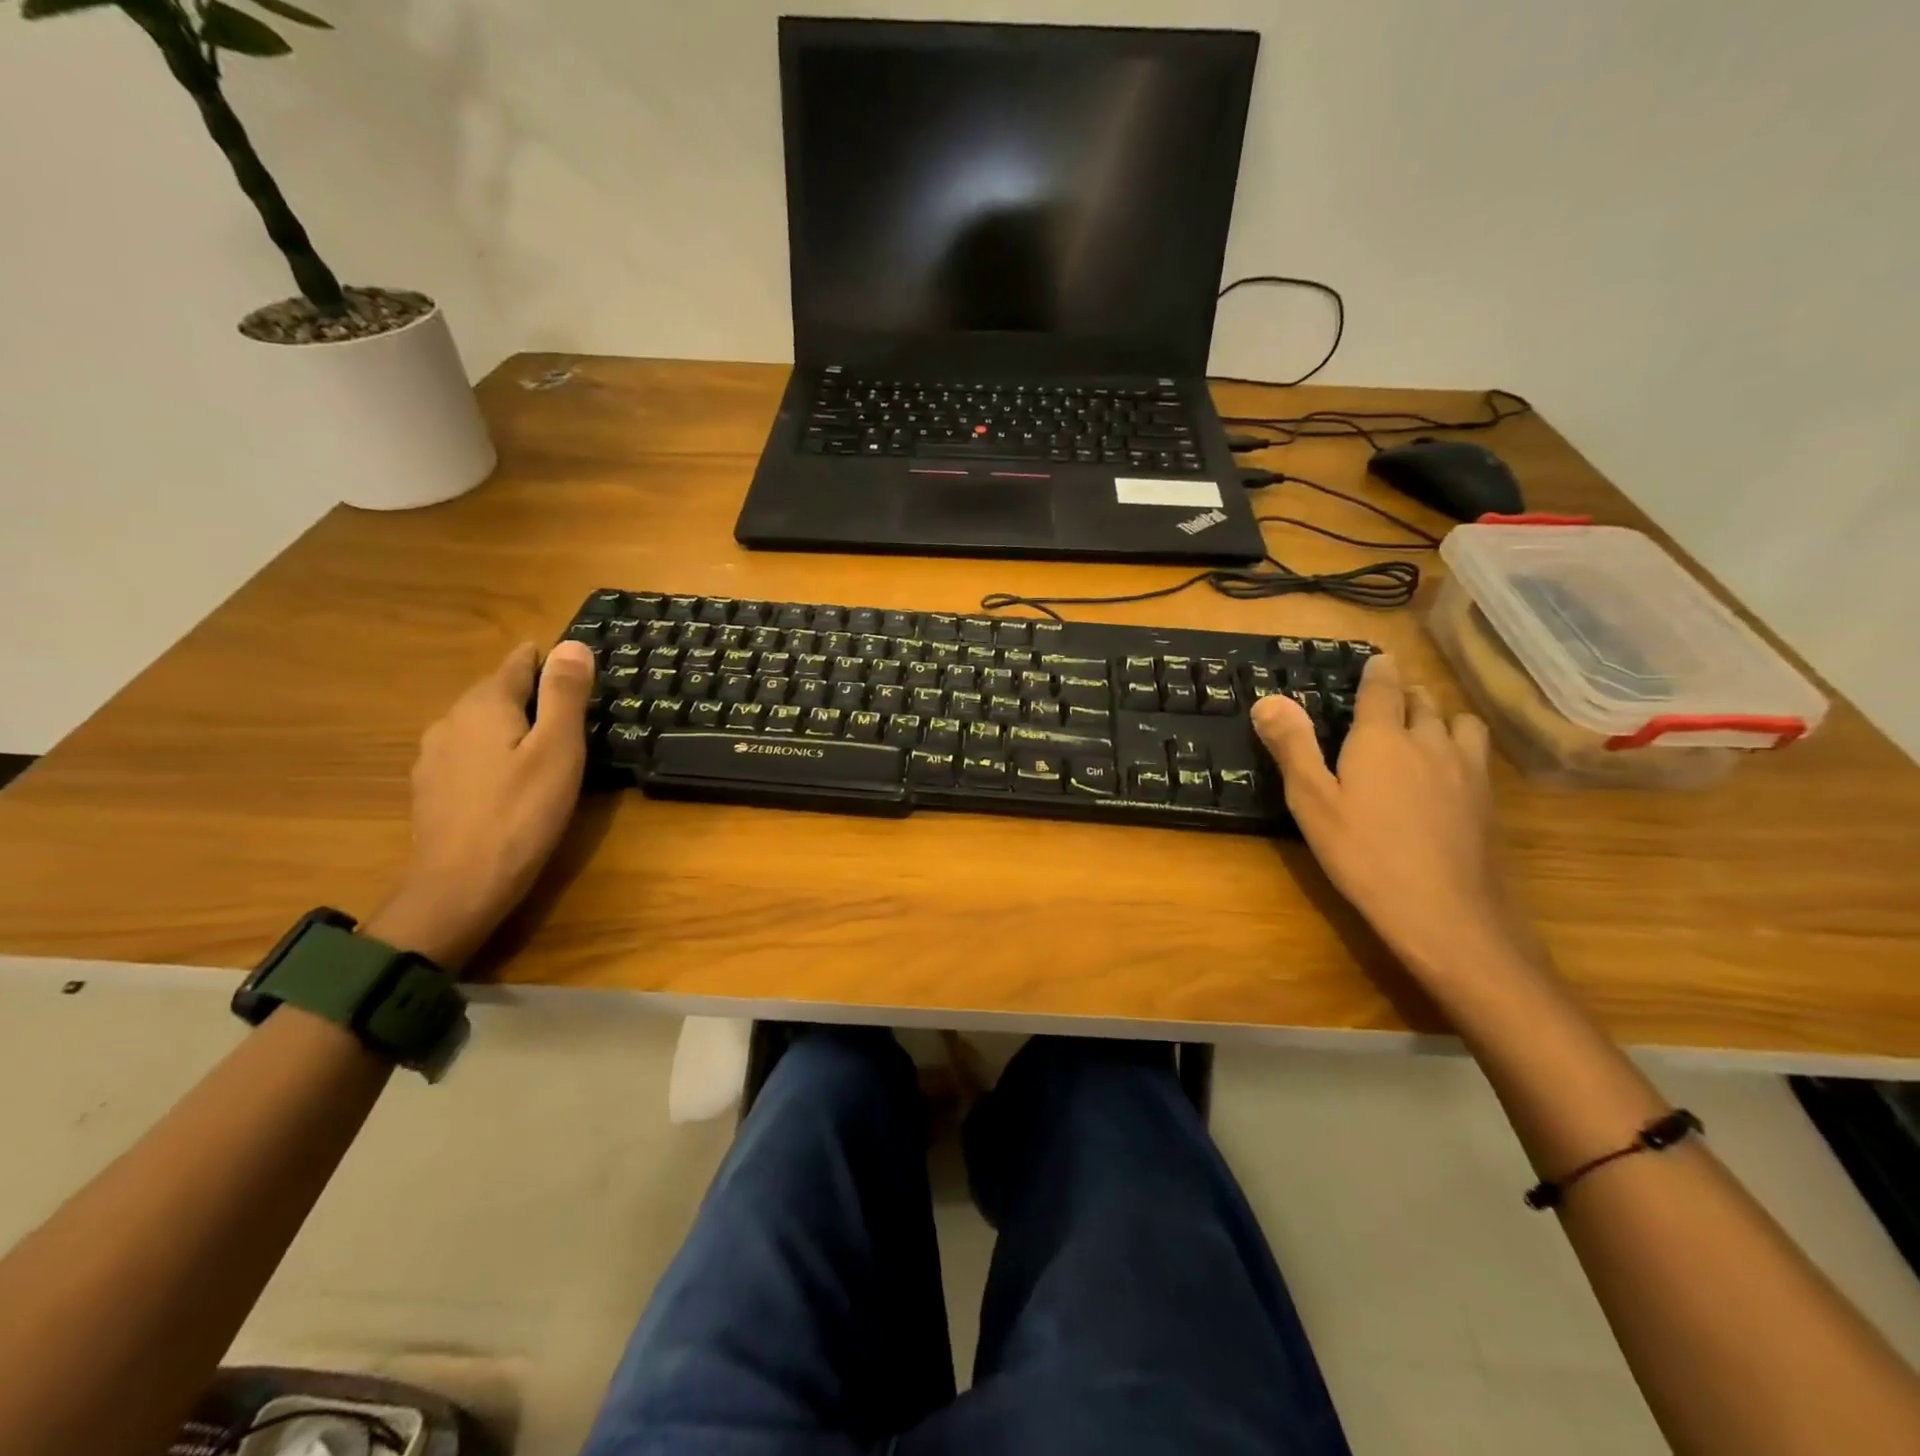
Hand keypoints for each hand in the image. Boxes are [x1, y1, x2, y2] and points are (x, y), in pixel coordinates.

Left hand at [364, 640, 595, 967]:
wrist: (460, 887)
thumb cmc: (522, 814)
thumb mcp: (558, 750)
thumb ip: (564, 695)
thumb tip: (573, 644)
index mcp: (483, 704)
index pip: (519, 663)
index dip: (551, 662)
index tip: (580, 675)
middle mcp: (451, 720)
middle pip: (498, 693)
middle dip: (534, 697)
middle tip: (576, 719)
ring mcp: (435, 756)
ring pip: (482, 726)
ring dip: (513, 729)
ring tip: (548, 751)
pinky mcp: (432, 789)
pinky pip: (471, 755)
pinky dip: (495, 756)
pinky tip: (513, 783)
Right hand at [1251, 654, 1522, 979]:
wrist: (1444, 912)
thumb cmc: (1363, 854)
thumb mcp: (1312, 802)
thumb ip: (1292, 746)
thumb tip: (1268, 699)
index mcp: (1382, 737)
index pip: (1383, 687)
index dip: (1377, 671)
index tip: (1375, 661)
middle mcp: (1429, 740)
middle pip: (1423, 700)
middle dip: (1405, 692)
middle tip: (1386, 699)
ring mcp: (1465, 769)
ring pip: (1459, 721)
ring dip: (1439, 715)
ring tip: (1421, 730)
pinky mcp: (1487, 799)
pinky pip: (1476, 752)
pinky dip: (1460, 745)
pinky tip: (1447, 770)